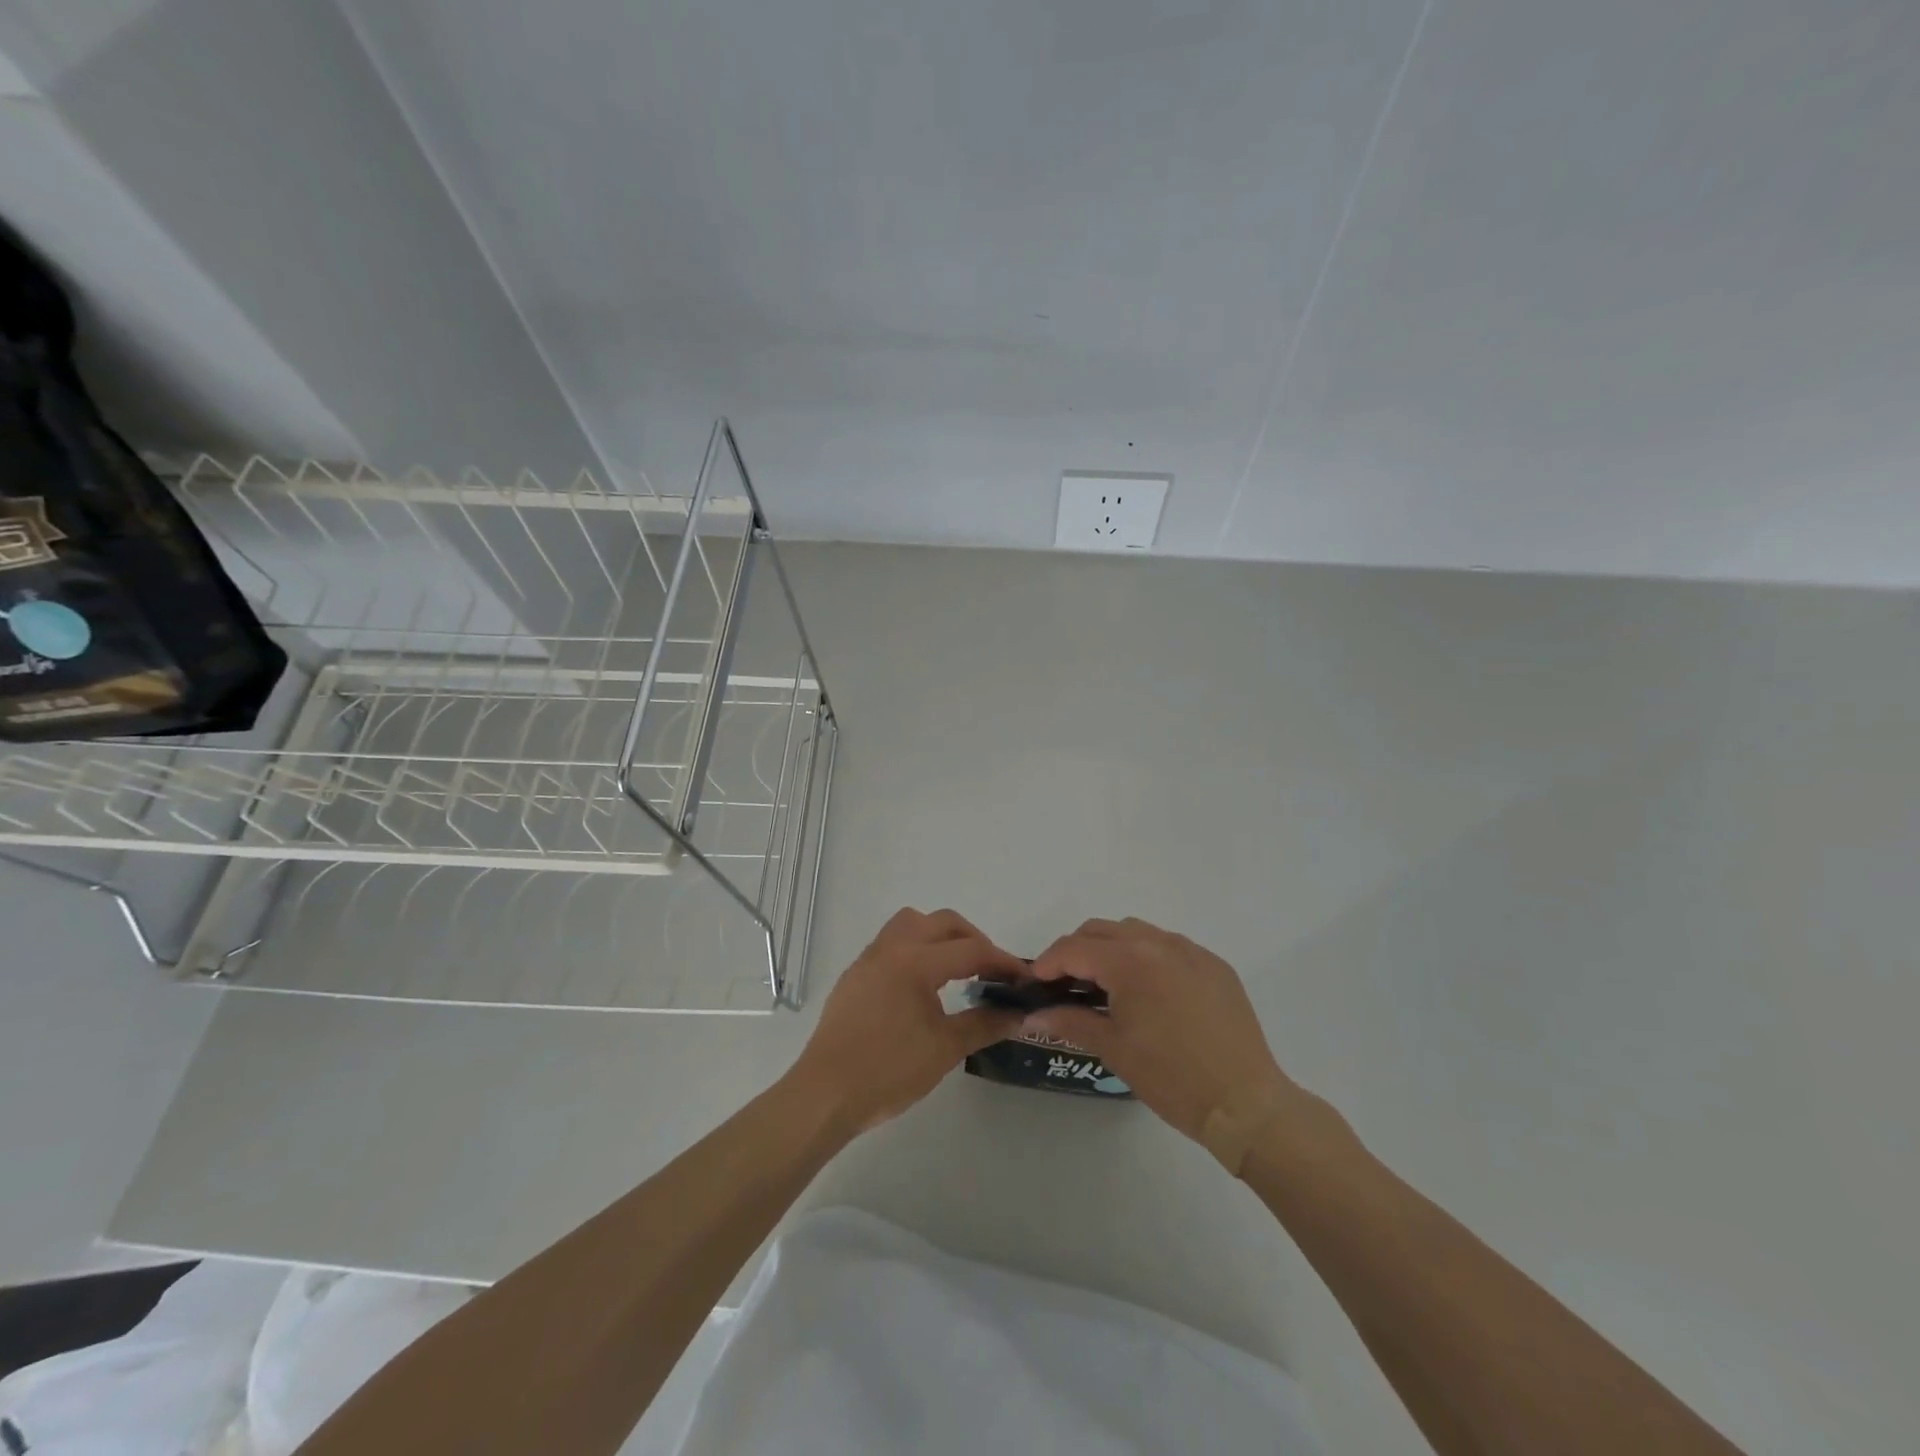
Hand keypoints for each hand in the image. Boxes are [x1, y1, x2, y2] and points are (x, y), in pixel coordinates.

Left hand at [789, 908, 1025, 1133]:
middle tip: (991, 970)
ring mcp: (869, 959)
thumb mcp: (945, 1049)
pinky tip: (922, 985)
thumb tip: (1017, 1015)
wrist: (825, 1094)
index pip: (970, 950)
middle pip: (942, 922)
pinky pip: (892, 943)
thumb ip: (984, 1024)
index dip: (1002, 961)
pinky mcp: (855, 975)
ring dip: (940, 936)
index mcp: (916, 961)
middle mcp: (892, 948)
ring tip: (957, 969)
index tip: (1023, 978)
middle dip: (973, 939)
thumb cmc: (888, 1071)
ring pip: (911, 923)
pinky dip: (916, 949)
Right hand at [1027, 918, 1300, 1150]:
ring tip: (1105, 985)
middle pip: (1102, 930)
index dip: (1047, 963)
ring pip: (1136, 932)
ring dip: (1111, 948)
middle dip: (1076, 951)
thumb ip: (1069, 1021)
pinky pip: (1169, 946)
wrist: (1245, 1104)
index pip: (1074, 948)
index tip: (1034, 984)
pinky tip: (1148, 992)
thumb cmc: (1171, 1078)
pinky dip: (1147, 957)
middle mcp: (1159, 943)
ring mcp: (1191, 951)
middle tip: (1065, 984)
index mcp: (1130, 961)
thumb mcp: (1113, 1049)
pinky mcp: (1214, 965)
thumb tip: (1030, 1017)